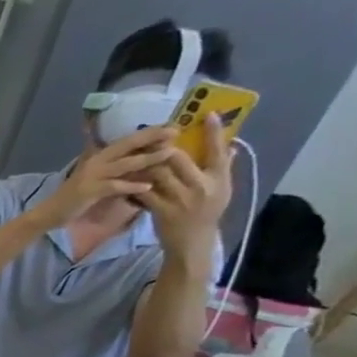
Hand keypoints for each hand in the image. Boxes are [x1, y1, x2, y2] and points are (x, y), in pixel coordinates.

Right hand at [41, 126, 177, 225]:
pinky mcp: (89, 191)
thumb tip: (131, 159)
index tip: (171, 126)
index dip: (148, 133)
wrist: (50, 212)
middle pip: (128, 146)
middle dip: (152, 138)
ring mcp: (92, 176)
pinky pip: (114, 186)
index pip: (127, 140)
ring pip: (125, 164)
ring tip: (169, 154)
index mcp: (98, 156)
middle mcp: (96, 161)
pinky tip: (147, 187)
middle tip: (175, 131)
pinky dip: (131, 186)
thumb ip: (110, 166)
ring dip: (148, 158)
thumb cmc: (73, 196)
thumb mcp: (91, 175)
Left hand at [138, 114, 231, 264]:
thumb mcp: (223, 189)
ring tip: (135, 152)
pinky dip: (134, 183)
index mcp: (219, 179)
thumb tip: (231, 144)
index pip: (218, 151)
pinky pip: (143, 192)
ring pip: (158, 173)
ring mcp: (179, 199)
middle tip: (153, 135)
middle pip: (179, 159)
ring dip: (145, 162)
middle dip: (164, 146)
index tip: (207, 114)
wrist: (192, 242)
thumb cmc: (208, 213)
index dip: (213, 132)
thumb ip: (224, 167)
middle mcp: (200, 186)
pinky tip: (125, 177)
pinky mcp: (160, 210)